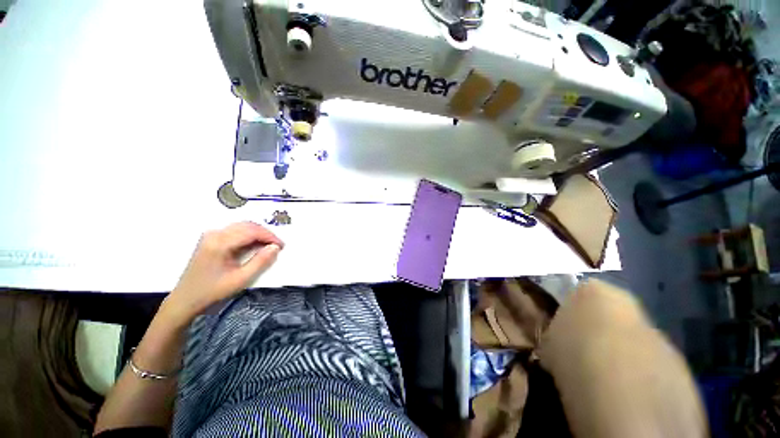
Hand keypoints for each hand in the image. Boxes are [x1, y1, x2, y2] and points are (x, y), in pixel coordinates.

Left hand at [161, 222, 283, 324]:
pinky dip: (249, 235)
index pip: (251, 231)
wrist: (186, 299)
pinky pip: (235, 230)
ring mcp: (211, 235)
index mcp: (220, 243)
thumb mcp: (241, 279)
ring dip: (258, 233)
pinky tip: (254, 245)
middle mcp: (215, 234)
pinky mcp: (211, 238)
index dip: (269, 236)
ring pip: (242, 226)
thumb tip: (275, 247)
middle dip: (265, 234)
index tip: (281, 246)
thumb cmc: (213, 291)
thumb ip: (260, 262)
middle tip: (276, 246)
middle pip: (247, 225)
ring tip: (268, 245)